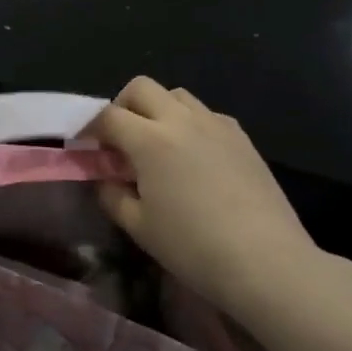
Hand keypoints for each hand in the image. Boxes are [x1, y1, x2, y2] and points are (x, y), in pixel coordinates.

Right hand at [88, 78, 325, 320]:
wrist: (266, 262)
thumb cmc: (193, 247)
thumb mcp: (139, 227)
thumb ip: (113, 196)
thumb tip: (105, 179)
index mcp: (150, 140)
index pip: (108, 116)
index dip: (90, 128)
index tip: (85, 146)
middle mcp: (181, 120)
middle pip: (141, 88)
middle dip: (122, 106)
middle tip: (119, 140)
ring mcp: (216, 125)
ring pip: (177, 95)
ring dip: (158, 110)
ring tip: (158, 145)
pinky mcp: (241, 137)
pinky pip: (207, 114)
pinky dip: (190, 123)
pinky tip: (194, 156)